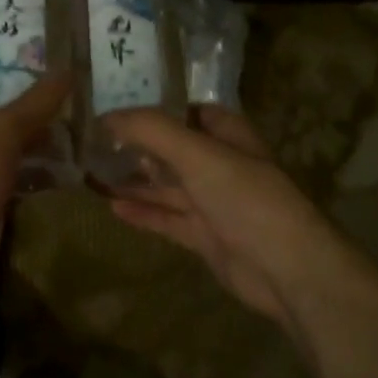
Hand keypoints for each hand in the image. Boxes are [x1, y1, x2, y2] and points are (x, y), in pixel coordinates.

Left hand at [0, 76, 71, 293]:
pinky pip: (2, 187)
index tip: (20, 92)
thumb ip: (35, 103)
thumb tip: (67, 71)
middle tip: (56, 118)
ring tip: (64, 145)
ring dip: (24, 152)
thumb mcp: (3, 129)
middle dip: (16, 121)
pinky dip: (24, 182)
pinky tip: (55, 179)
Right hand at [104, 106, 344, 325]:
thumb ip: (152, 131)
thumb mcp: (198, 154)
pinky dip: (142, 212)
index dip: (155, 108)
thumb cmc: (245, 198)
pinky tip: (112, 207)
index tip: (115, 108)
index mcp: (227, 135)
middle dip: (136, 147)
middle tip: (93, 144)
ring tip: (92, 174)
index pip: (188, 112)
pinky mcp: (205, 236)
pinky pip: (167, 218)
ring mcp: (212, 202)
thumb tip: (106, 116)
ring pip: (166, 186)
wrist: (285, 268)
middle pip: (172, 150)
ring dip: (134, 181)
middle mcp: (220, 164)